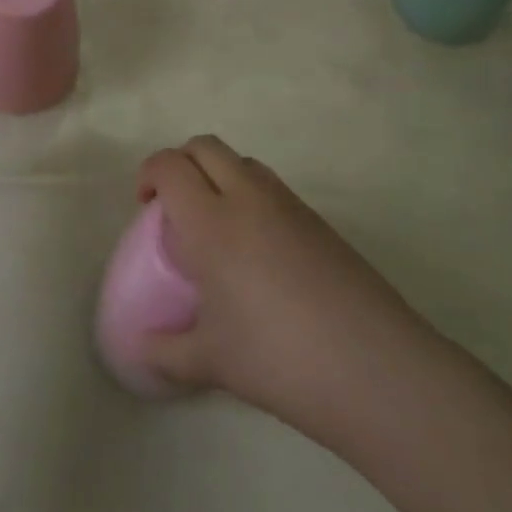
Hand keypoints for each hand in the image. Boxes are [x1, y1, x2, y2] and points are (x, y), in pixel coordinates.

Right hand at [137, 137, 426, 441]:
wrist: (372, 364)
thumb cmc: (278, 358)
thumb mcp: (211, 361)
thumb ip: (166, 352)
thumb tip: (139, 350)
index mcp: (212, 222)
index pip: (170, 166)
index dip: (149, 173)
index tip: (145, 204)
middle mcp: (248, 198)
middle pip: (206, 147)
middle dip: (181, 163)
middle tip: (174, 206)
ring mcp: (289, 204)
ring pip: (243, 161)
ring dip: (219, 174)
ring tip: (216, 225)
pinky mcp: (319, 220)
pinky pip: (274, 187)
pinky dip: (252, 195)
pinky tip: (257, 249)